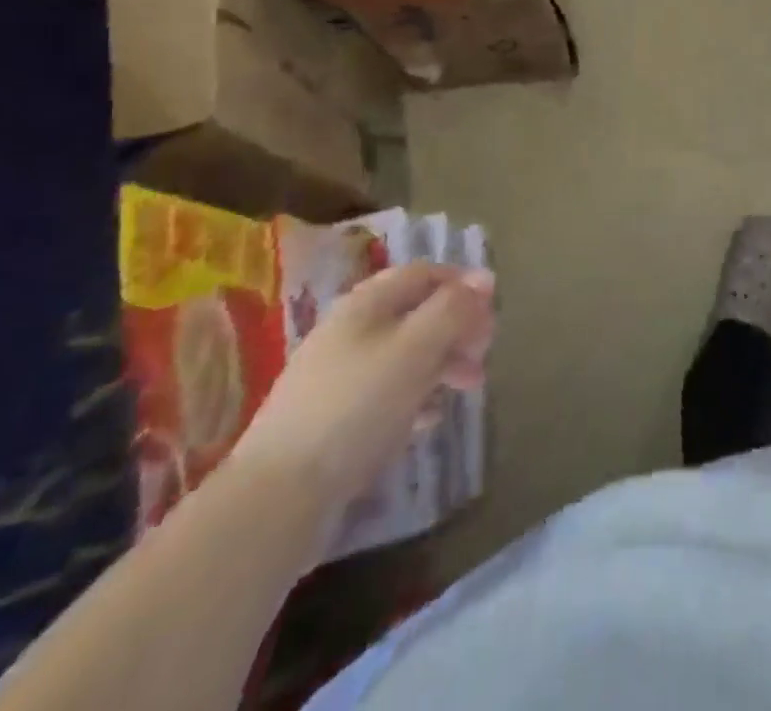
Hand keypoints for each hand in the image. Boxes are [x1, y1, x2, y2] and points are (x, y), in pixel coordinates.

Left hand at [229, 264, 494, 523]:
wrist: (277, 497)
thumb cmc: (356, 407)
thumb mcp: (415, 348)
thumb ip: (453, 310)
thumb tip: (484, 278)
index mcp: (366, 304)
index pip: (424, 273)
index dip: (461, 283)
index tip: (493, 309)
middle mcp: (351, 331)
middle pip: (417, 313)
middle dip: (457, 328)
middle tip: (484, 355)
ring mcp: (339, 376)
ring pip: (405, 354)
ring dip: (443, 363)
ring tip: (467, 390)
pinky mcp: (334, 419)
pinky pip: (387, 393)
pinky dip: (416, 397)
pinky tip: (428, 421)